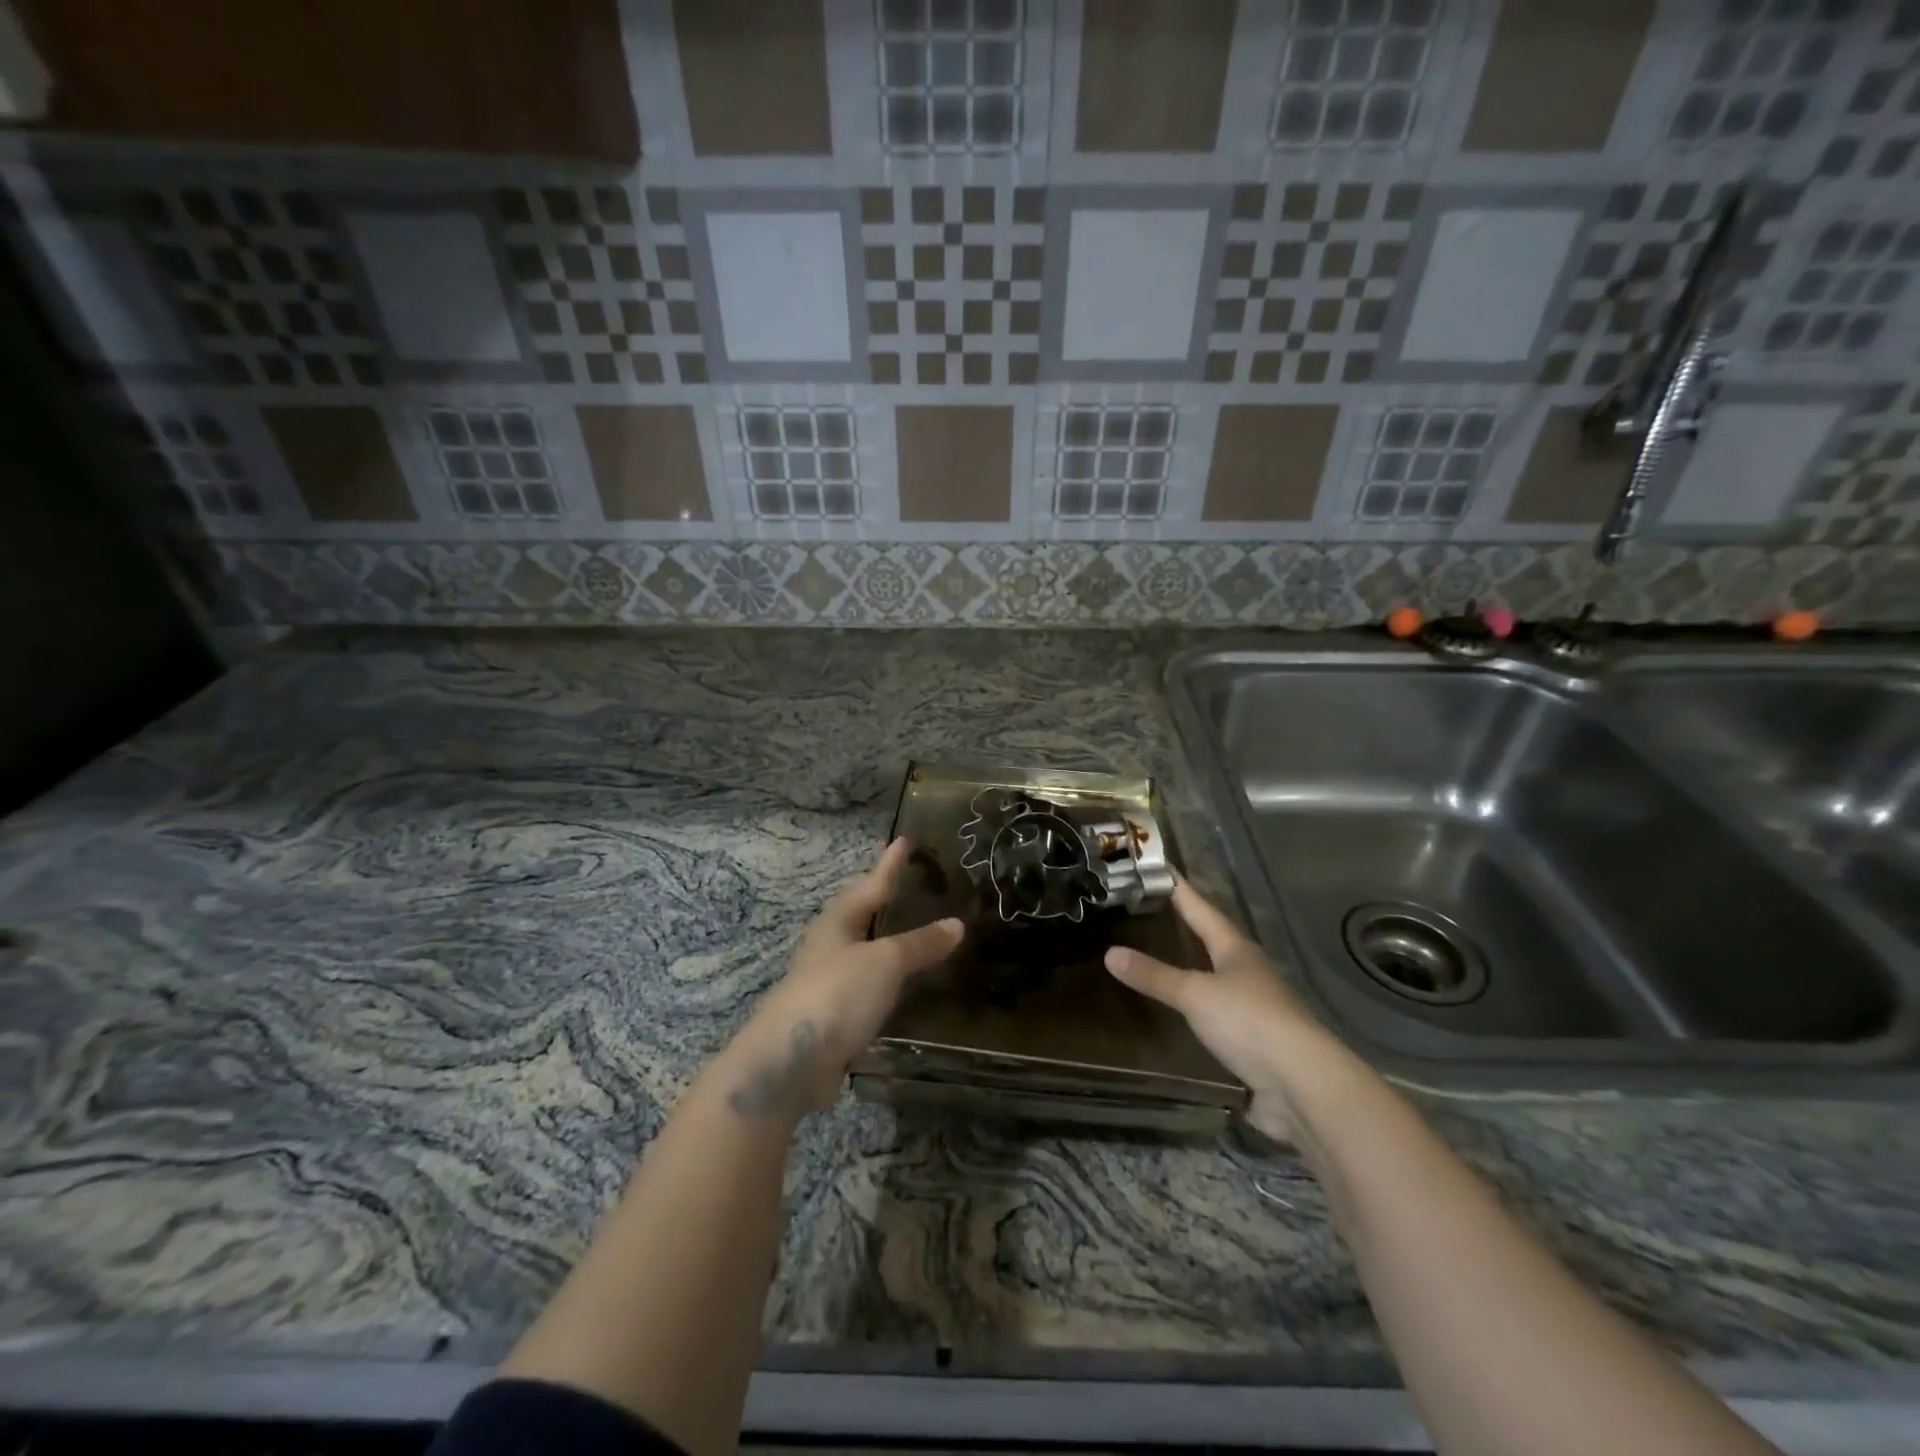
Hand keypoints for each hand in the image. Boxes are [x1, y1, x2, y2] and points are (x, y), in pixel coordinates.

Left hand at [731, 838, 962, 1118]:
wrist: (791, 1061)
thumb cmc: (838, 993)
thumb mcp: (886, 962)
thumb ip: (921, 944)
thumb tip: (957, 923)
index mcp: (838, 921)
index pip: (872, 883)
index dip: (890, 863)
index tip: (904, 839)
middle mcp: (830, 945)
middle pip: (861, 914)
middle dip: (884, 899)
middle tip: (910, 884)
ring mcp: (828, 980)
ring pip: (864, 950)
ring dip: (887, 940)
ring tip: (915, 932)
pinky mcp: (833, 1015)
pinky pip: (867, 985)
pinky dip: (887, 978)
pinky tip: (904, 986)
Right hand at [1104, 878, 1326, 1140]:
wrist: (1303, 1085)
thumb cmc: (1249, 1021)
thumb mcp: (1194, 994)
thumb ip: (1154, 976)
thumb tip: (1110, 953)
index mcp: (1237, 950)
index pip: (1203, 910)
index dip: (1182, 891)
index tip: (1163, 869)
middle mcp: (1249, 972)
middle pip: (1216, 942)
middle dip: (1190, 927)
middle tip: (1156, 911)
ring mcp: (1256, 1008)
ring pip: (1219, 978)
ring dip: (1196, 969)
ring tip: (1164, 958)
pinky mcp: (1256, 1042)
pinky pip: (1220, 1014)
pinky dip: (1199, 1008)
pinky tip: (1183, 1013)